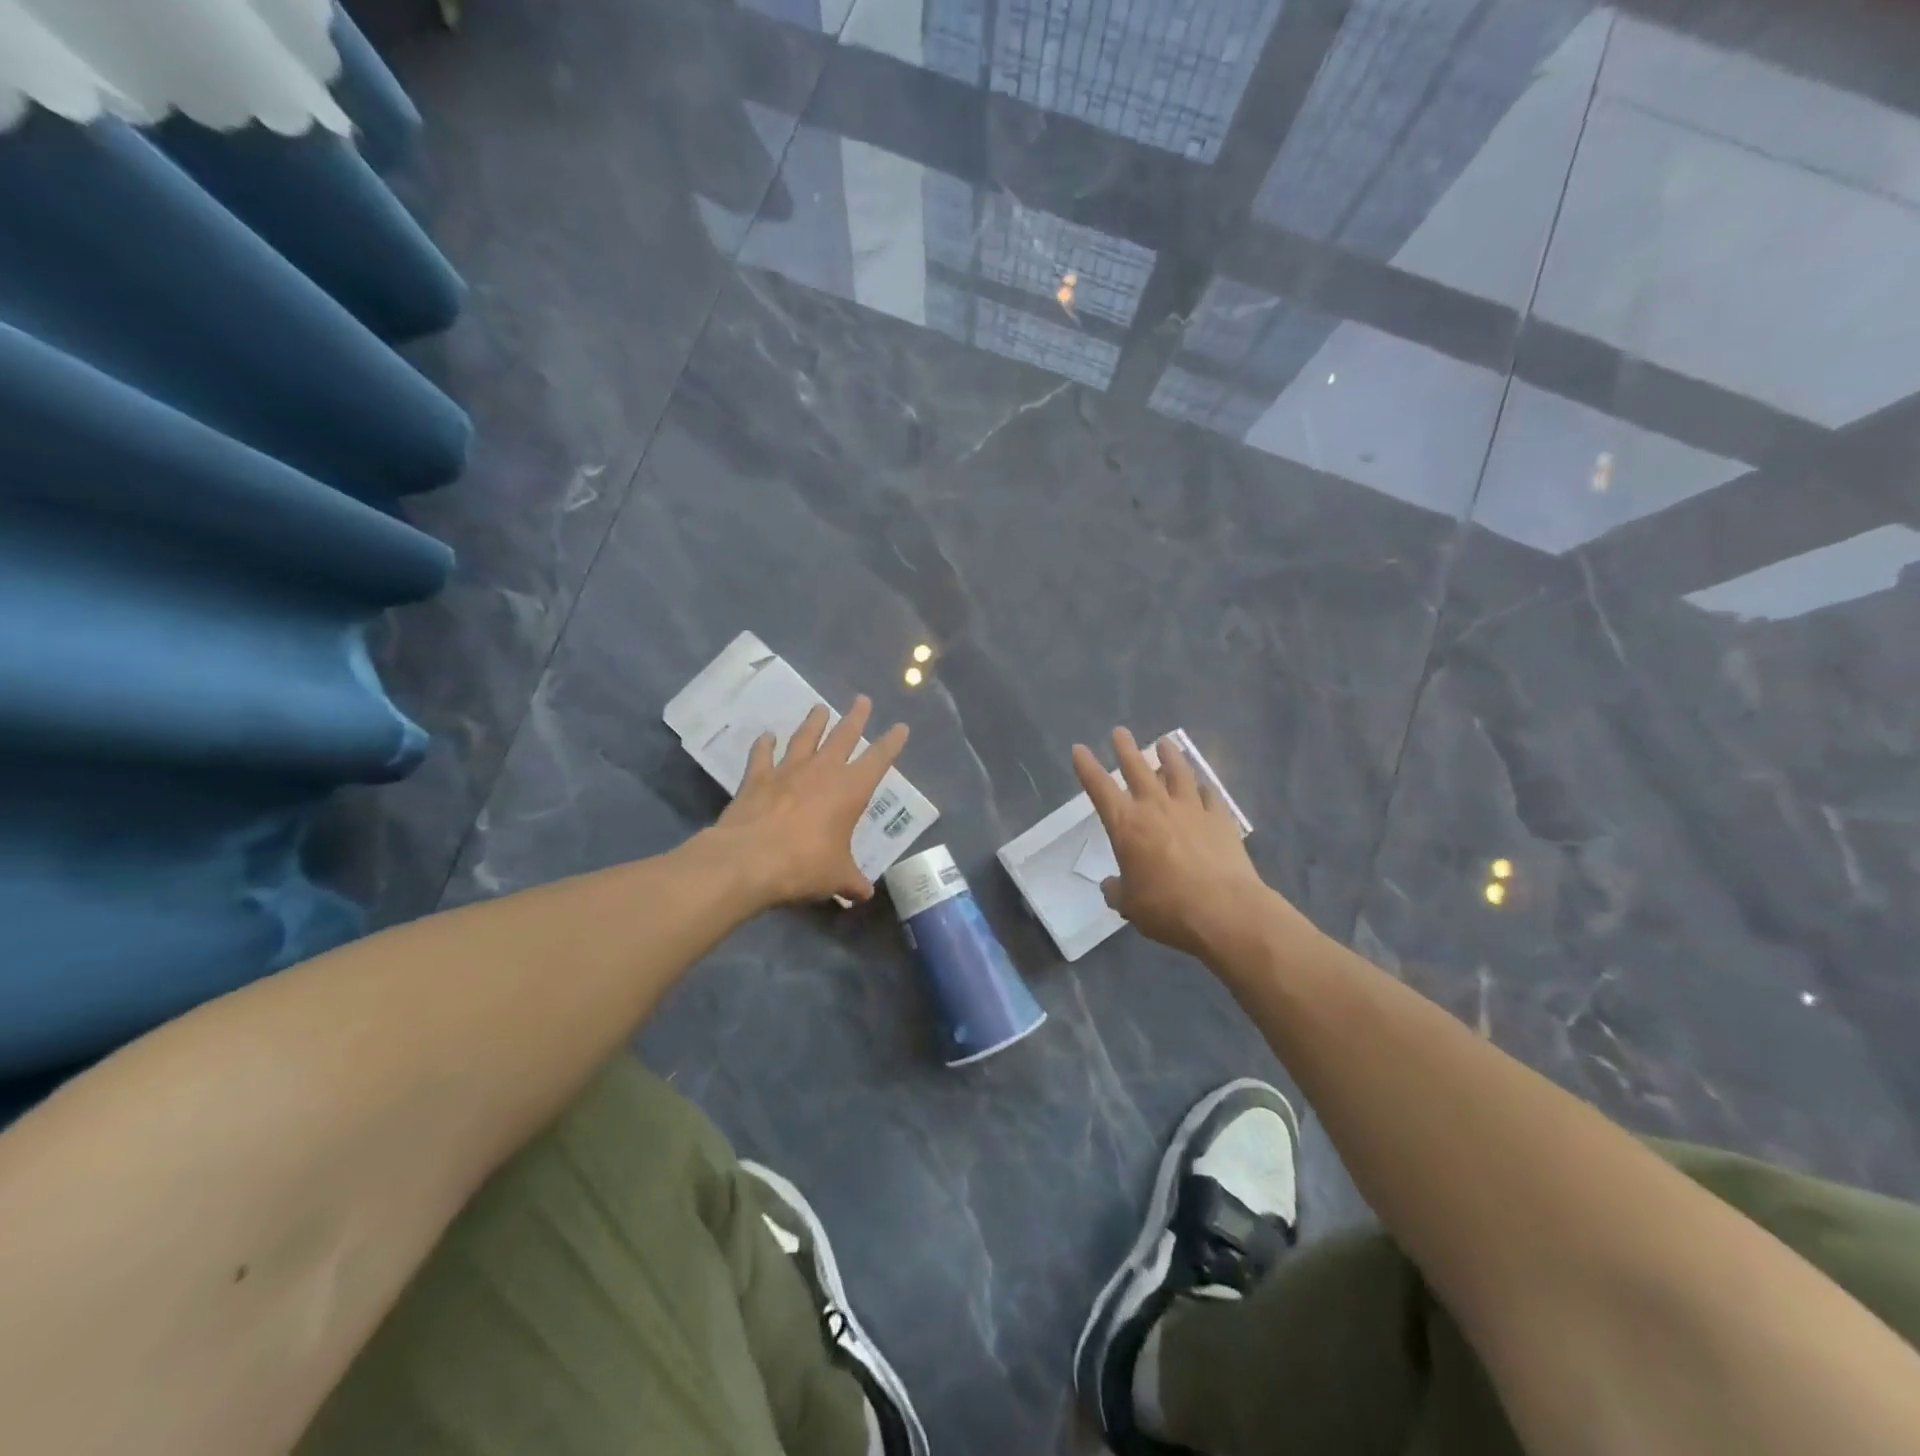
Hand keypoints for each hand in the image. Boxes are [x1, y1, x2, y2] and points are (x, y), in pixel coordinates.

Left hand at [713, 696, 908, 906]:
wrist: (749, 860)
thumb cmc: (804, 865)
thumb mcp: (836, 877)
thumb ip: (852, 882)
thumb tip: (863, 893)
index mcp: (850, 790)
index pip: (879, 759)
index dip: (892, 743)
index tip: (901, 727)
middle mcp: (822, 771)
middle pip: (843, 735)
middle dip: (855, 718)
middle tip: (862, 699)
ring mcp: (787, 770)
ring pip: (805, 737)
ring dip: (814, 722)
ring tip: (820, 707)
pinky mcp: (756, 778)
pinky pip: (762, 755)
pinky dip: (765, 745)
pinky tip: (766, 737)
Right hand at [1072, 728, 1275, 961]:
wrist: (1224, 910)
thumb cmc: (1167, 907)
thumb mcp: (1130, 905)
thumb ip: (1117, 890)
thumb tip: (1111, 886)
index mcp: (1126, 825)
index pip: (1099, 788)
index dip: (1087, 767)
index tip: (1079, 749)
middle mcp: (1156, 807)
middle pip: (1137, 768)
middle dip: (1126, 749)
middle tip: (1120, 732)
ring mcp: (1191, 809)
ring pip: (1178, 772)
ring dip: (1169, 755)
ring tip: (1165, 743)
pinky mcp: (1221, 819)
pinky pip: (1210, 795)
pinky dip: (1203, 787)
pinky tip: (1203, 785)